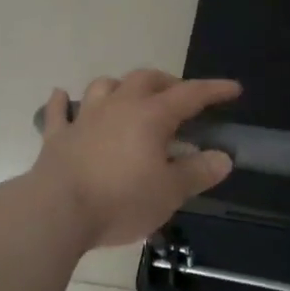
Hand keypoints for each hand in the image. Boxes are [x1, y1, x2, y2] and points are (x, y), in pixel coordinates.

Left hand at [31, 71, 239, 248]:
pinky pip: (59, 111)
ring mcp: (84, 118)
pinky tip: (62, 97)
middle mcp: (118, 106)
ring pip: (104, 86)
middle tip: (180, 96)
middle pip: (146, 79)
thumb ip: (197, 172)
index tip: (233, 89)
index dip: (213, 90)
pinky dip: (62, 102)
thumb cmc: (121, 200)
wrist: (57, 211)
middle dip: (167, 82)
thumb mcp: (169, 193)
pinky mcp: (57, 136)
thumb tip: (223, 157)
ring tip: (129, 96)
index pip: (190, 95)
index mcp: (151, 116)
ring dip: (120, 86)